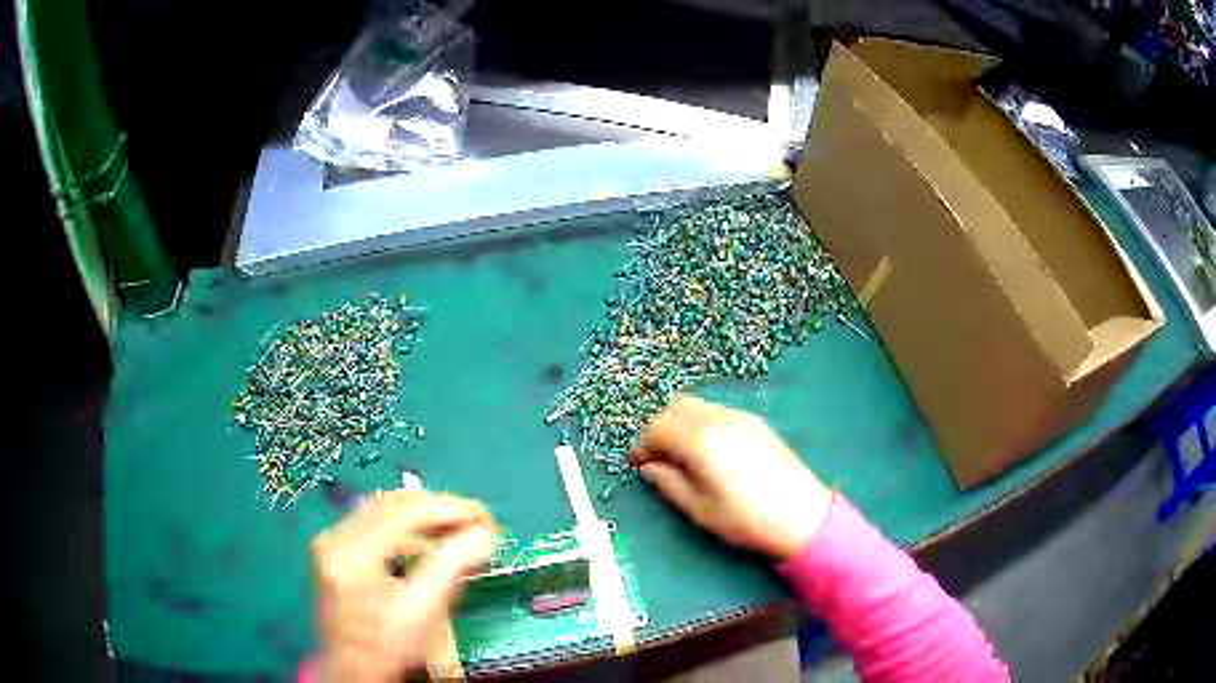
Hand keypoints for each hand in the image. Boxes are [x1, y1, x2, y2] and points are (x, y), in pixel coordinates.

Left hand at [310, 490, 498, 681]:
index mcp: (351, 552)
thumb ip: (452, 566)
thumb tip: (485, 534)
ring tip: (459, 531)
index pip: (405, 512)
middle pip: (393, 504)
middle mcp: (335, 538)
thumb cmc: (388, 648)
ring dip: (424, 517)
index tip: (487, 517)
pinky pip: (376, 525)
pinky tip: (429, 543)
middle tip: (478, 522)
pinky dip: (407, 530)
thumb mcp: (422, 610)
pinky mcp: (338, 553)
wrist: (356, 674)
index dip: (450, 509)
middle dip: (439, 509)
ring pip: (384, 511)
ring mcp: (333, 544)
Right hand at [631, 396, 832, 560]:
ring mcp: (740, 417)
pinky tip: (707, 451)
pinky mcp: (755, 422)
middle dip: (658, 430)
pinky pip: (716, 411)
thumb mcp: (698, 508)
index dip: (642, 446)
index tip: (637, 465)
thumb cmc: (745, 519)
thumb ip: (667, 482)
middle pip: (674, 409)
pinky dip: (700, 423)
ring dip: (679, 424)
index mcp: (701, 441)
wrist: (802, 516)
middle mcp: (718, 419)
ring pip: (696, 406)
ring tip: (681, 456)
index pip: (657, 428)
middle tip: (657, 459)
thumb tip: (649, 466)